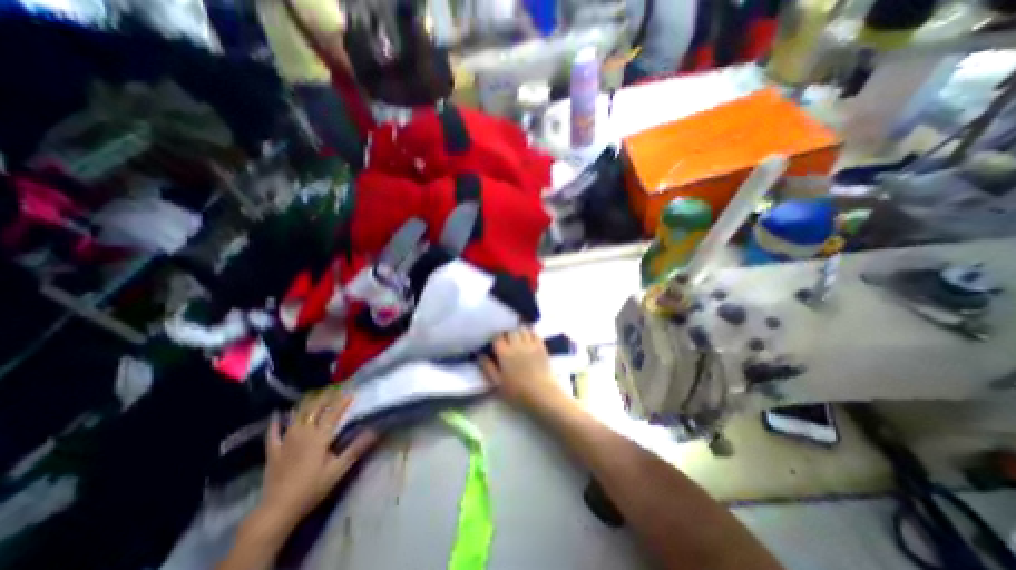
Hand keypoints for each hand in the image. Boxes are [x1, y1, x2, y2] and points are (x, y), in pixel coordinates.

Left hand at [257, 392, 375, 529]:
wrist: (277, 509)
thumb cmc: (312, 488)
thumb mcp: (338, 469)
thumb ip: (356, 448)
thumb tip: (375, 430)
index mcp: (320, 437)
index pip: (333, 413)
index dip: (342, 402)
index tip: (351, 392)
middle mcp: (303, 433)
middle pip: (315, 410)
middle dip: (325, 397)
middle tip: (333, 387)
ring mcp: (286, 441)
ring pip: (297, 416)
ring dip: (306, 404)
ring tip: (313, 394)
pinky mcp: (273, 451)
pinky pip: (273, 433)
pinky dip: (276, 422)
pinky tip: (278, 414)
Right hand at [481, 330, 567, 412]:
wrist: (542, 394)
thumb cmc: (517, 392)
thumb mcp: (498, 383)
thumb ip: (488, 367)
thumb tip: (480, 354)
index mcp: (504, 353)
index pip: (497, 337)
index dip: (495, 339)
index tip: (495, 345)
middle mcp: (516, 344)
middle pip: (510, 331)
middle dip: (507, 334)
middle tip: (506, 342)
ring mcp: (530, 344)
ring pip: (522, 329)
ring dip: (518, 332)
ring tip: (517, 339)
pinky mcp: (541, 346)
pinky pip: (534, 332)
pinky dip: (530, 332)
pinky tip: (528, 338)